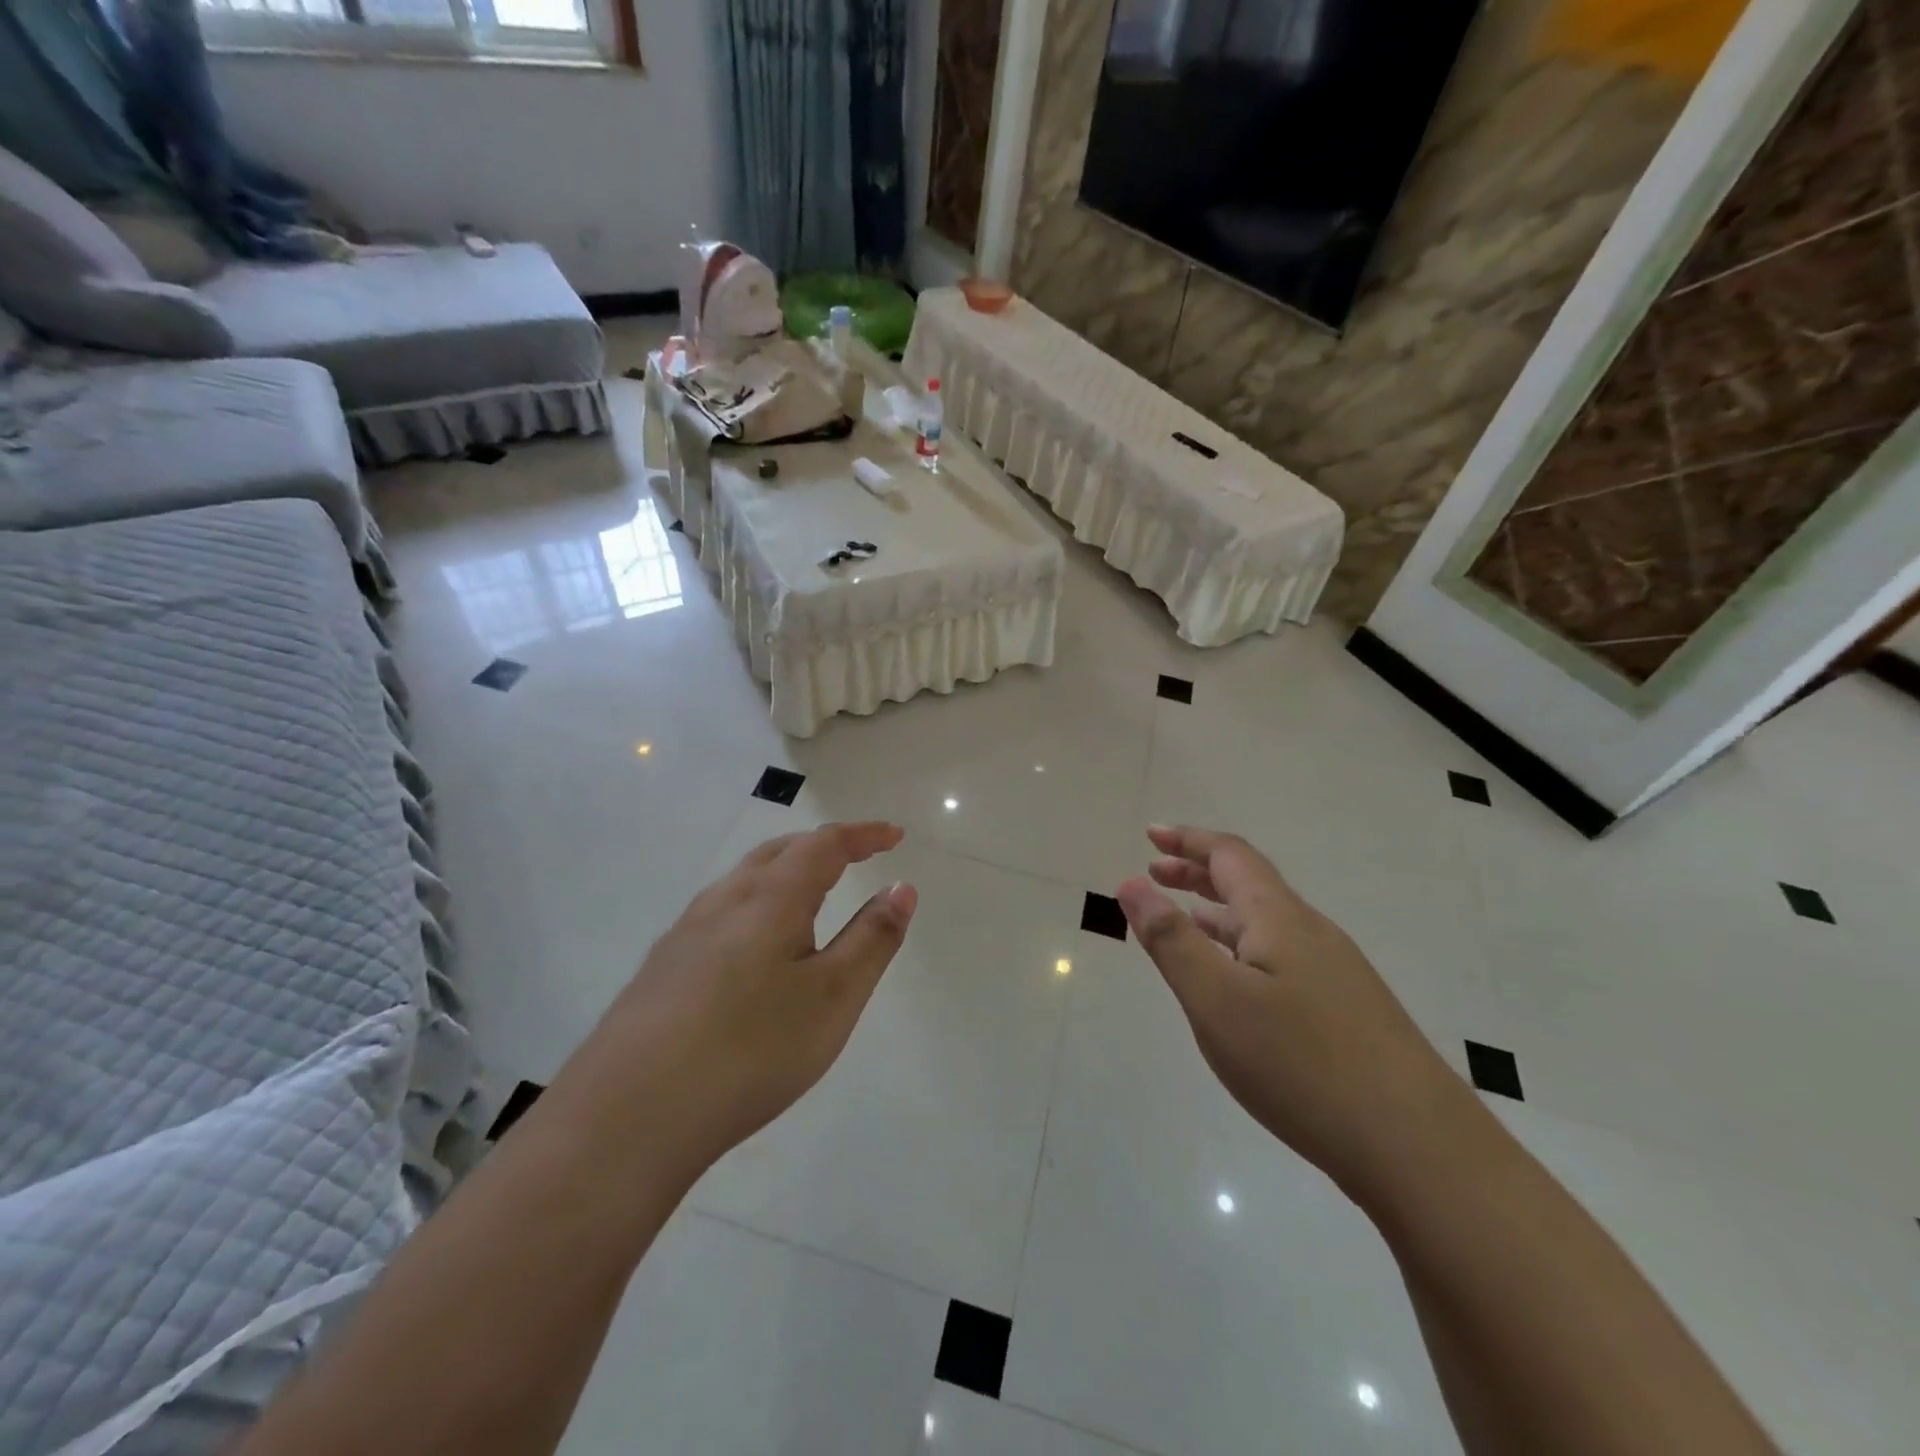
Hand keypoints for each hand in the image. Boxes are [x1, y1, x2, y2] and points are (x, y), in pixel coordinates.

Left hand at [567, 822, 917, 1178]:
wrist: (628, 1116)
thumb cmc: (751, 1049)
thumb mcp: (833, 997)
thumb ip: (872, 939)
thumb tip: (901, 887)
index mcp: (772, 898)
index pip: (824, 845)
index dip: (863, 835)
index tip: (894, 835)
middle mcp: (724, 901)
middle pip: (778, 852)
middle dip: (822, 846)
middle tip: (855, 857)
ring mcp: (685, 933)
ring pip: (743, 881)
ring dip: (784, 872)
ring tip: (809, 894)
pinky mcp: (661, 968)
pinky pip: (720, 912)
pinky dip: (755, 904)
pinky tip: (751, 947)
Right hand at [1117, 824, 1481, 1202]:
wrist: (1419, 1149)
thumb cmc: (1301, 1064)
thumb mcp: (1216, 1000)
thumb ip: (1171, 939)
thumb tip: (1132, 882)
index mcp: (1279, 918)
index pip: (1230, 856)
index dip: (1188, 840)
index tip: (1150, 834)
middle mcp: (1311, 932)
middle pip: (1250, 884)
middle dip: (1199, 872)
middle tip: (1156, 873)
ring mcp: (1335, 973)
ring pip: (1266, 923)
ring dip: (1219, 911)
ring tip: (1184, 920)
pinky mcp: (1347, 1010)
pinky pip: (1281, 955)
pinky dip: (1243, 947)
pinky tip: (1236, 983)